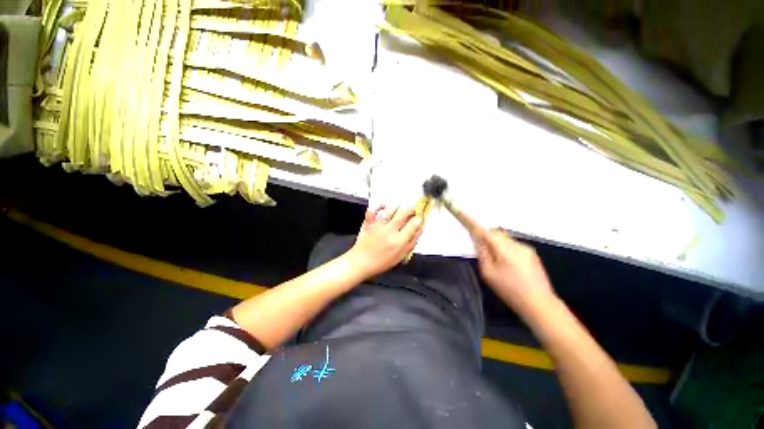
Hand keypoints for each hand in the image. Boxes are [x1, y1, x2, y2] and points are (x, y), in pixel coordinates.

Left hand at [346, 205, 422, 278]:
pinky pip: (374, 209)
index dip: (419, 219)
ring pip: (391, 209)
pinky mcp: (369, 222)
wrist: (361, 262)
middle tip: (411, 211)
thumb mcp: (401, 255)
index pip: (414, 223)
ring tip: (399, 210)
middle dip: (411, 209)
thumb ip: (412, 242)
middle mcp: (390, 230)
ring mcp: (378, 225)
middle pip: (404, 212)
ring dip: (398, 208)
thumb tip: (419, 229)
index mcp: (399, 240)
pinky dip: (379, 206)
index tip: (418, 218)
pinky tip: (384, 206)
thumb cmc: (382, 262)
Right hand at [456, 209, 553, 309]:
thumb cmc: (510, 291)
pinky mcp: (531, 254)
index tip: (463, 212)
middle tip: (479, 247)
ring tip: (495, 261)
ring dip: (495, 243)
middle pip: (495, 233)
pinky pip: (512, 245)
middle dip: (485, 236)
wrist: (540, 304)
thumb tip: (478, 239)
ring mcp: (526, 248)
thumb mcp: (489, 273)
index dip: (472, 221)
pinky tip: (507, 264)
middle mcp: (516, 244)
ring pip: (504, 239)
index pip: (485, 231)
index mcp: (504, 249)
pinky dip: (504, 249)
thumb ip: (482, 253)